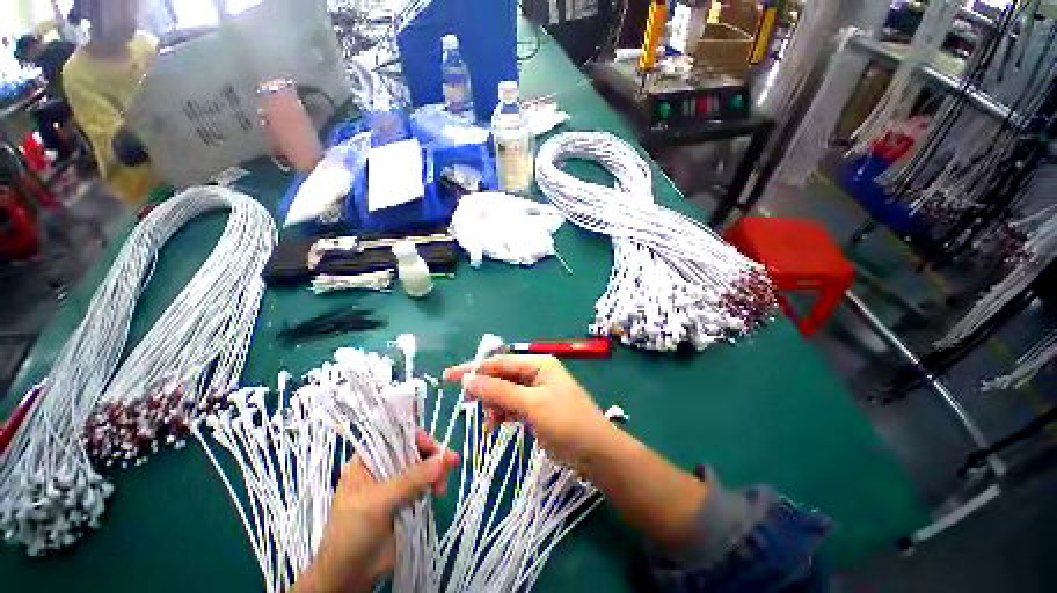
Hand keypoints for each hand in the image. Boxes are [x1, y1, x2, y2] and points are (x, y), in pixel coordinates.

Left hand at [293, 430, 458, 592]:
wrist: (348, 576)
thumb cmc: (352, 533)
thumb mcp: (377, 503)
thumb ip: (409, 480)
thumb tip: (441, 460)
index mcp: (367, 461)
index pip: (396, 438)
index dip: (417, 438)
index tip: (435, 447)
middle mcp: (382, 468)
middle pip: (413, 451)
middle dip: (433, 454)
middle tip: (451, 461)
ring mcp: (394, 485)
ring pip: (422, 467)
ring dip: (436, 471)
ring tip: (443, 485)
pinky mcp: (405, 501)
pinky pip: (424, 484)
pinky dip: (435, 484)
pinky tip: (439, 491)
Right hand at [443, 355, 614, 470]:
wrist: (597, 453)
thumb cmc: (567, 423)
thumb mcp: (532, 405)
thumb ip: (499, 391)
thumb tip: (468, 379)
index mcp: (538, 364)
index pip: (499, 362)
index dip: (474, 369)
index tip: (449, 377)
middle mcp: (536, 373)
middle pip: (501, 377)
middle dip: (485, 391)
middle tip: (469, 406)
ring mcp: (537, 392)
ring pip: (505, 393)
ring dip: (494, 406)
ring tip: (490, 424)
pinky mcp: (537, 409)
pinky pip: (513, 406)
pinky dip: (503, 415)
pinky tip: (496, 427)